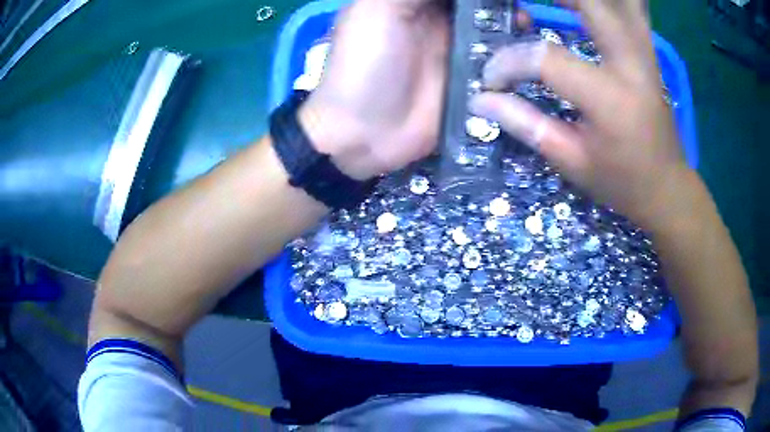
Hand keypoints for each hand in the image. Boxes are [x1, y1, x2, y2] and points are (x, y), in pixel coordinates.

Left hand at [301, 0, 531, 180]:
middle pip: (477, 5)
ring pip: (493, 28)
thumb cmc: (364, 64)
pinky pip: (500, 62)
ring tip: (523, 23)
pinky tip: (526, 54)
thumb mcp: (377, 11)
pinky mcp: (472, 81)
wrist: (365, 132)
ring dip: (511, 23)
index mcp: (415, 3)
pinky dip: (515, 55)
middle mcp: (439, 22)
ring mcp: (458, 51)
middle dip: (499, 4)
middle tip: (516, 8)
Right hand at [469, 0, 687, 228]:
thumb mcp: (571, 161)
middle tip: (517, 10)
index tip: (492, 80)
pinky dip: (606, 4)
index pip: (546, 58)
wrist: (667, 187)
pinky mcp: (648, 53)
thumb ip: (526, 123)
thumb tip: (481, 100)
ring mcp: (645, 54)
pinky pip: (630, 10)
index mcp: (609, 99)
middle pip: (591, 5)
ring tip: (552, 3)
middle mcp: (631, 64)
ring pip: (619, 2)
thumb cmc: (622, 181)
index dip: (509, 63)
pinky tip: (580, 7)